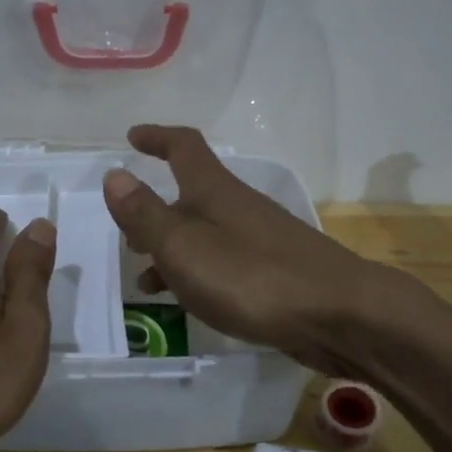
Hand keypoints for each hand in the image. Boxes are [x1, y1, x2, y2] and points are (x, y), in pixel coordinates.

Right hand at [102, 125, 394, 375]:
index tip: (132, 137)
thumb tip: (114, 174)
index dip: (157, 137)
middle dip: (156, 208)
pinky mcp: (275, 272)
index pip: (183, 146)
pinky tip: (190, 302)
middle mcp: (238, 207)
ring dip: (172, 248)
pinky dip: (198, 273)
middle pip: (191, 195)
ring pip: (205, 234)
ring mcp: (260, 239)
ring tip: (145, 280)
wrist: (337, 314)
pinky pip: (223, 262)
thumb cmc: (251, 276)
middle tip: (128, 230)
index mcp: (214, 191)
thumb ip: (146, 215)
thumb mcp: (183, 246)